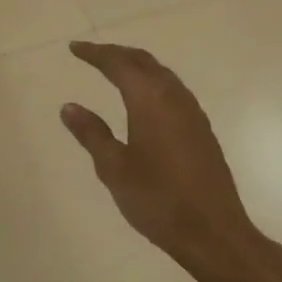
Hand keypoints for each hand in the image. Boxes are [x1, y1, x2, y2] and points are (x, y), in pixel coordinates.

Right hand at [60, 42, 275, 281]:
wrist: (213, 232)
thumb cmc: (157, 200)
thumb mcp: (114, 168)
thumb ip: (91, 133)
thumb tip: (69, 106)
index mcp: (150, 100)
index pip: (118, 64)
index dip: (95, 53)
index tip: (74, 48)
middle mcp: (174, 97)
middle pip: (144, 61)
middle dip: (116, 53)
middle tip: (92, 54)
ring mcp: (192, 113)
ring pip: (162, 74)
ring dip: (137, 65)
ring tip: (115, 70)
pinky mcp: (202, 130)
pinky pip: (173, 89)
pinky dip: (152, 81)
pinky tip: (145, 99)